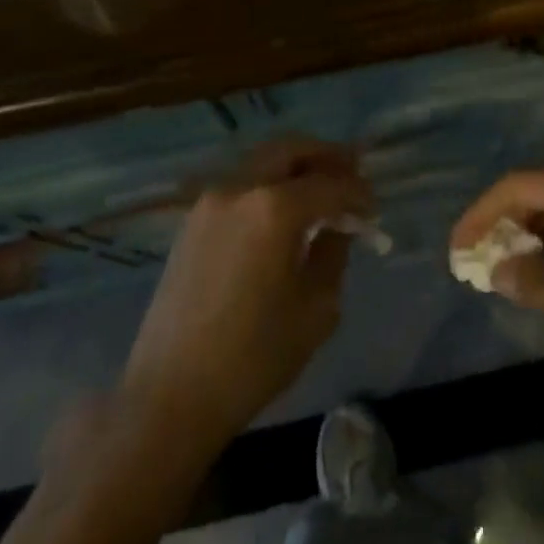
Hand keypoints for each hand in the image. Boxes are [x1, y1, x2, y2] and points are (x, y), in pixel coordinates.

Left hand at [118, 139, 371, 461]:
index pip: (330, 183)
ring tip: (320, 192)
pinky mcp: (192, 220)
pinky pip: (241, 184)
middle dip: (326, 157)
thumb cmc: (253, 358)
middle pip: (290, 149)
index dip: (358, 192)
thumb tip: (338, 227)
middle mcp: (239, 188)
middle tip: (351, 175)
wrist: (169, 394)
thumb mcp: (315, 309)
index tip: (374, 209)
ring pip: (262, 161)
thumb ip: (333, 254)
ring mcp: (210, 201)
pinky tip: (283, 214)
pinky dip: (269, 185)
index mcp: (274, 209)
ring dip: (295, 167)